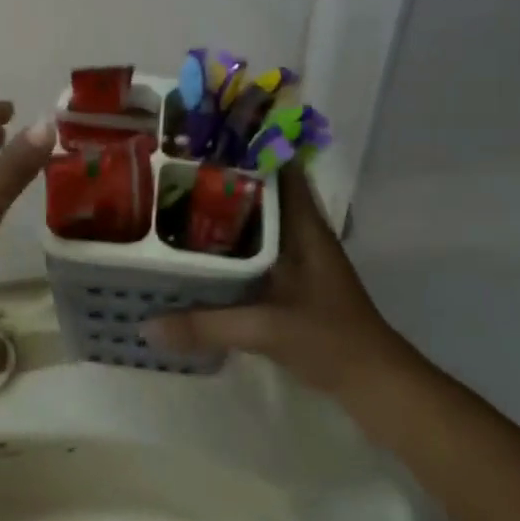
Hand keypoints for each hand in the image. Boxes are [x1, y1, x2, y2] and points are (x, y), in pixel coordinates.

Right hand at [143, 166, 415, 405]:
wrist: (373, 382)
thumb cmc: (330, 339)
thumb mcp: (265, 329)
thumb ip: (206, 326)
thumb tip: (145, 325)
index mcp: (303, 226)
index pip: (279, 168)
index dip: (247, 147)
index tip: (204, 138)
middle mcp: (300, 232)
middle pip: (260, 191)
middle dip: (222, 178)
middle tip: (173, 168)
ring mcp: (296, 256)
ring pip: (256, 220)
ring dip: (224, 210)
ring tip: (175, 200)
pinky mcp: (290, 280)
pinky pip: (253, 248)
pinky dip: (228, 243)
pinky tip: (196, 249)